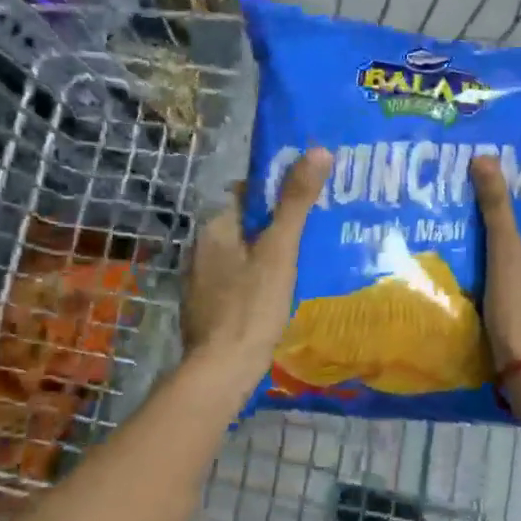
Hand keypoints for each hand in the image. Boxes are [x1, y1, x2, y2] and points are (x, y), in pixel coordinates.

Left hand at [183, 148, 330, 385]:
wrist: (222, 370)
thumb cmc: (251, 305)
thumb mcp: (280, 249)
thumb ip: (296, 201)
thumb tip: (318, 149)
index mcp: (215, 228)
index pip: (246, 194)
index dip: (276, 191)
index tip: (308, 195)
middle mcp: (202, 249)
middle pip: (245, 225)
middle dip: (276, 224)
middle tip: (316, 228)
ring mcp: (202, 282)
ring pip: (242, 255)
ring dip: (267, 254)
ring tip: (307, 258)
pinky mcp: (208, 309)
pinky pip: (238, 281)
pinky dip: (258, 280)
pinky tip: (282, 292)